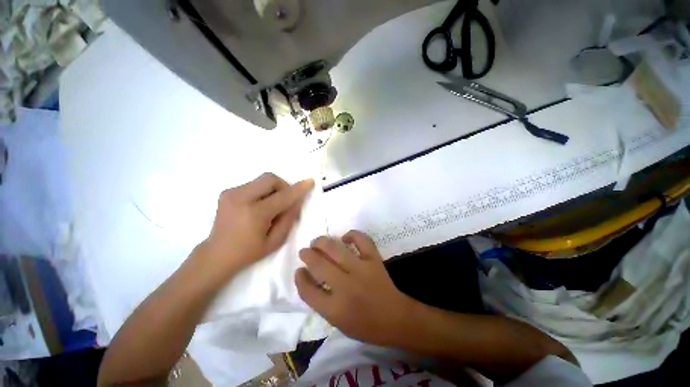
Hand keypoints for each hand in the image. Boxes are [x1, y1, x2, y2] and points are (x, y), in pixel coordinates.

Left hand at [196, 173, 313, 280]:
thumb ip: (289, 218)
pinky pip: (253, 184)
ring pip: (262, 179)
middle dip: (283, 186)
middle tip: (285, 201)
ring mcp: (231, 193)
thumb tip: (296, 200)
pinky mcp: (227, 192)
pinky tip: (258, 206)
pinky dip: (262, 192)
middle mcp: (241, 198)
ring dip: (273, 189)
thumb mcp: (276, 240)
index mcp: (255, 214)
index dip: (298, 188)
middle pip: (270, 178)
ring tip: (271, 206)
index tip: (310, 181)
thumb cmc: (249, 252)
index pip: (283, 196)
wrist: (217, 254)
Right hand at [295, 231, 416, 346]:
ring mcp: (361, 270)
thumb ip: (320, 301)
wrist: (396, 318)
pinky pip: (361, 239)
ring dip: (322, 242)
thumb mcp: (337, 322)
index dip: (300, 278)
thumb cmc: (365, 325)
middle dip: (307, 255)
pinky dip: (352, 234)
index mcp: (335, 309)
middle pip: (319, 264)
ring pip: (335, 248)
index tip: (299, 270)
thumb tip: (309, 276)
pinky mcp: (374, 259)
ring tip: (317, 242)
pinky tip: (345, 238)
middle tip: (305, 251)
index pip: (308, 290)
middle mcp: (346, 287)